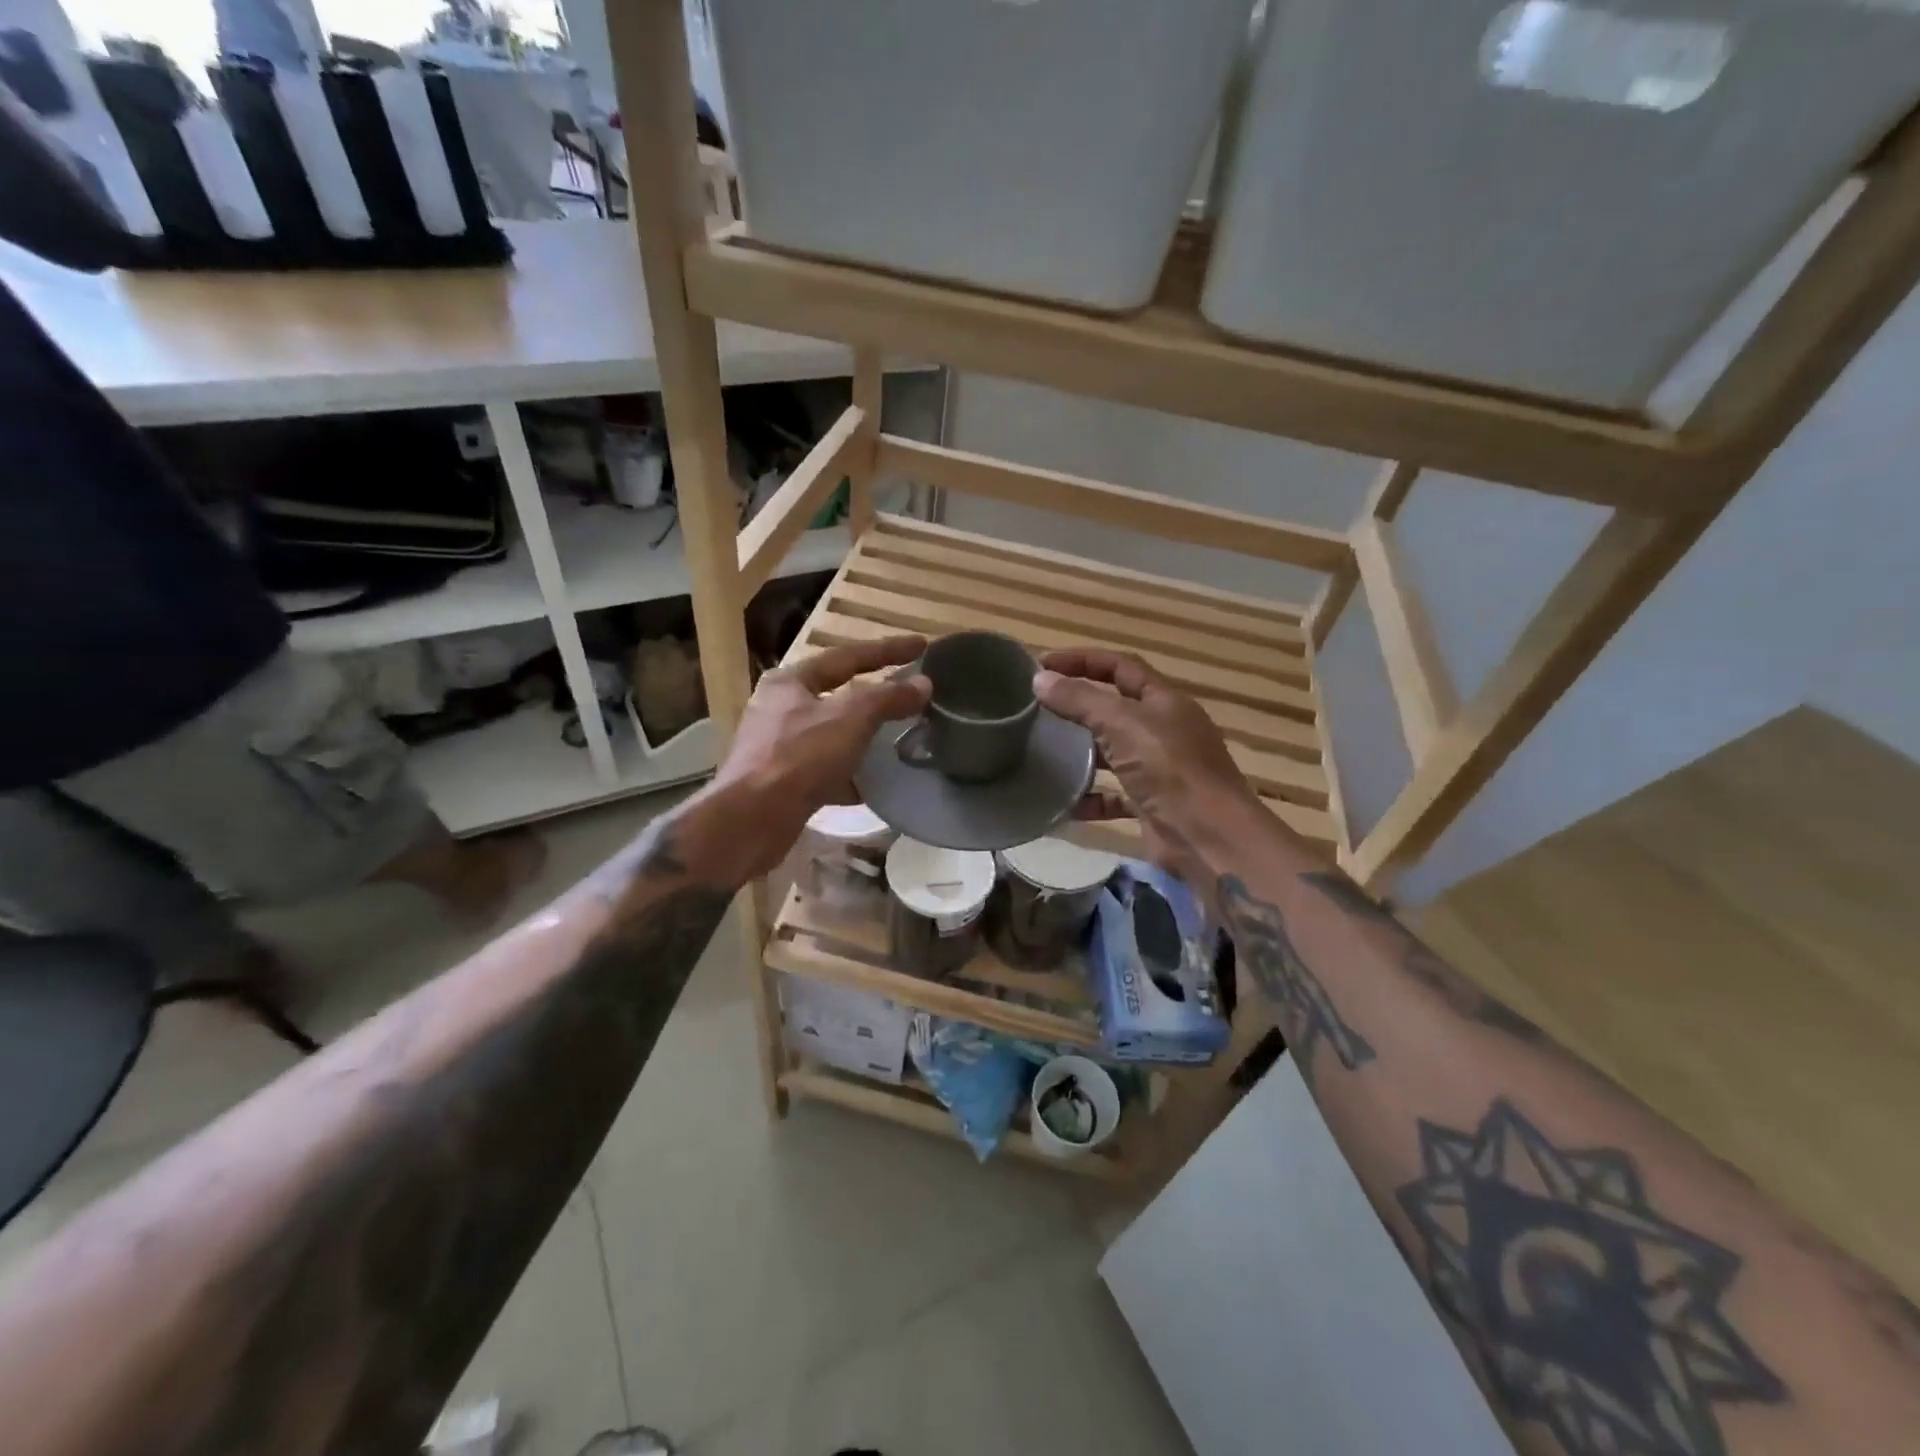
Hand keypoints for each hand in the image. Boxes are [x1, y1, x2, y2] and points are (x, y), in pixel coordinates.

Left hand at [696, 635, 928, 882]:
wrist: (752, 820)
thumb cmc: (800, 757)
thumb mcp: (851, 718)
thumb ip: (888, 698)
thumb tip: (923, 684)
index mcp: (791, 681)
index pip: (848, 656)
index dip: (887, 650)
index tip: (922, 645)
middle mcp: (779, 708)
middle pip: (836, 693)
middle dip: (873, 694)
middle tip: (908, 691)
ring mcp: (777, 747)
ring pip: (831, 733)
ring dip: (863, 735)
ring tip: (897, 737)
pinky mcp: (782, 782)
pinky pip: (825, 769)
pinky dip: (850, 773)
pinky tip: (872, 784)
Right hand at [1034, 648, 1265, 883]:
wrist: (1209, 838)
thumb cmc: (1170, 769)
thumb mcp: (1122, 724)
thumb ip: (1080, 700)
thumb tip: (1040, 679)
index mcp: (1164, 701)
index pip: (1120, 666)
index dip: (1082, 660)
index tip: (1042, 664)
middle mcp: (1164, 730)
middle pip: (1115, 708)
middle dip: (1078, 706)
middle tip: (1036, 709)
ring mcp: (1159, 770)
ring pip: (1112, 753)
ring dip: (1081, 753)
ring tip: (1042, 751)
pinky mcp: (1151, 805)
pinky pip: (1113, 796)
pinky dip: (1090, 798)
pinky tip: (1064, 803)